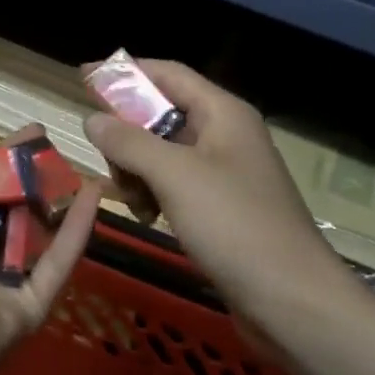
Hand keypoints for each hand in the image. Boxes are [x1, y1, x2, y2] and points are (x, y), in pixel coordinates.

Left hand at [0, 116, 101, 374]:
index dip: (2, 154)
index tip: (30, 130)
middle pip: (11, 202)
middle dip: (32, 172)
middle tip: (56, 144)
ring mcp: (7, 275)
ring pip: (40, 230)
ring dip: (59, 197)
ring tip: (82, 163)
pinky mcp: (35, 300)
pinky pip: (60, 260)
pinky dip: (79, 229)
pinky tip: (95, 196)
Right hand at [83, 61, 334, 310]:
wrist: (293, 301)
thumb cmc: (235, 226)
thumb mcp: (175, 176)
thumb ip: (129, 142)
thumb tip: (92, 119)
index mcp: (223, 113)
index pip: (167, 74)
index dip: (124, 73)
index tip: (81, 78)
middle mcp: (225, 135)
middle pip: (161, 114)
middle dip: (127, 133)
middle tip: (107, 161)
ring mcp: (224, 172)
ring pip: (163, 153)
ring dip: (137, 169)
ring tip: (131, 198)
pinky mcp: (221, 207)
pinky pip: (175, 184)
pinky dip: (154, 193)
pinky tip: (148, 216)